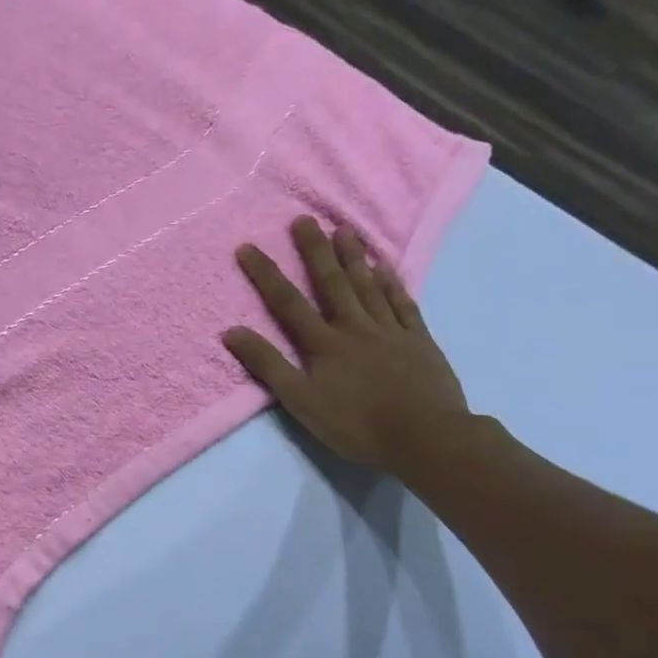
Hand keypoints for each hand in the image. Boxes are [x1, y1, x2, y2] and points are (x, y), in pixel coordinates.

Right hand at [222, 217, 469, 476]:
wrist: (425, 437)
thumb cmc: (356, 424)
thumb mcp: (301, 401)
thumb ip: (268, 365)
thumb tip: (231, 332)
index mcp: (323, 344)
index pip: (287, 303)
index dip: (265, 274)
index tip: (248, 247)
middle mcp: (354, 327)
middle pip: (332, 282)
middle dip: (314, 251)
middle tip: (303, 220)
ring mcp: (390, 330)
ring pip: (368, 286)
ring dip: (354, 257)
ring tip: (344, 229)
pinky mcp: (419, 340)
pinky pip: (402, 303)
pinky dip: (392, 283)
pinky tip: (386, 267)